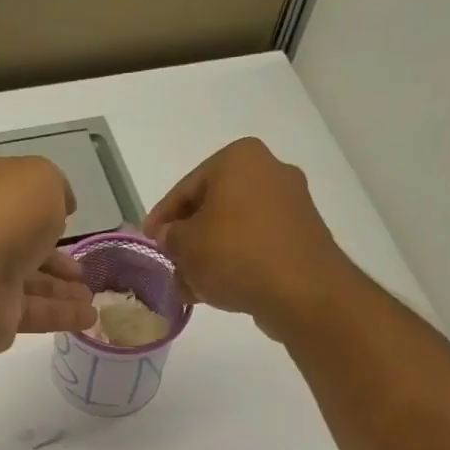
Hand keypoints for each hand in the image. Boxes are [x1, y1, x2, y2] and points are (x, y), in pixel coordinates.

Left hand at [0, 154, 95, 354]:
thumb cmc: (4, 215)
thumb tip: (63, 204)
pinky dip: (62, 315)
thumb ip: (55, 187)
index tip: (70, 215)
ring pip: (30, 282)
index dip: (42, 204)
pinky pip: (34, 313)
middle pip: (23, 245)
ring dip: (62, 289)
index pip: (14, 196)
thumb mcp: (40, 179)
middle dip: (54, 258)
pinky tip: (89, 318)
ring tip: (91, 296)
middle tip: (80, 269)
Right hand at [144, 138, 349, 339]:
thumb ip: (170, 237)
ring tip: (189, 287)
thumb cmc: (236, 255)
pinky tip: (216, 290)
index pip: (186, 188)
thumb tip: (171, 237)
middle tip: (170, 265)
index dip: (161, 218)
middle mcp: (269, 171)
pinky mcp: (301, 235)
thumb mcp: (186, 245)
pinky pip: (256, 245)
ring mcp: (290, 204)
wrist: (302, 290)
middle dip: (188, 239)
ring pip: (233, 229)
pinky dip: (234, 263)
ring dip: (209, 256)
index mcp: (239, 159)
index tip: (147, 242)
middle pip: (212, 207)